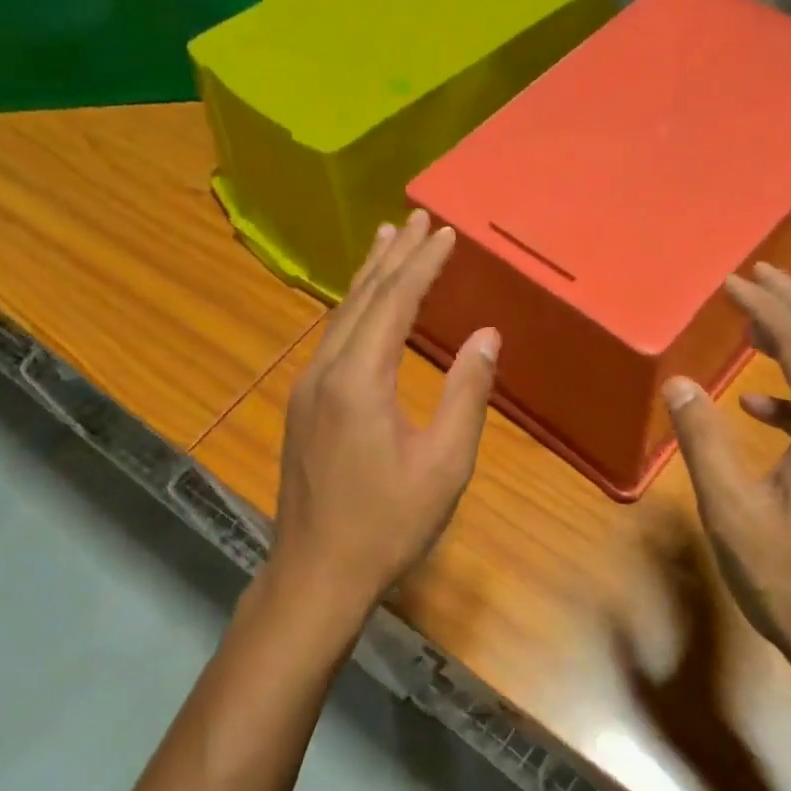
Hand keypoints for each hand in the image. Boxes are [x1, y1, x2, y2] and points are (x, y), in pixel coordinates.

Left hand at [266, 210, 498, 632]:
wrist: (316, 573)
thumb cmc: (388, 523)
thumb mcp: (444, 463)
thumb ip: (466, 393)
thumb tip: (487, 335)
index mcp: (360, 379)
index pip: (394, 302)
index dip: (422, 264)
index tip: (445, 231)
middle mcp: (326, 371)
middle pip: (361, 298)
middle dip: (392, 256)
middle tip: (414, 217)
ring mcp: (307, 388)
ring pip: (339, 316)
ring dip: (367, 277)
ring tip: (385, 241)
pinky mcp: (303, 406)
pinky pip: (331, 339)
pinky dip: (352, 309)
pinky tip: (361, 307)